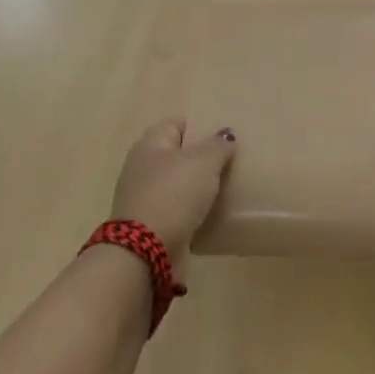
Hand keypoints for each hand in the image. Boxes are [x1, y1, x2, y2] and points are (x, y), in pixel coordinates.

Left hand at [110, 119, 236, 256]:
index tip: (225, 135)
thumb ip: (217, 145)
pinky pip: (177, 208)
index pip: (177, 124)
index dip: (200, 126)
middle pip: (177, 154)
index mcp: (150, 144)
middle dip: (201, 157)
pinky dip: (192, 210)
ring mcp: (144, 196)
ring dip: (197, 186)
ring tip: (227, 187)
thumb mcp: (203, 162)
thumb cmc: (174, 194)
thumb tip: (226, 134)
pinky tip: (212, 212)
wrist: (146, 250)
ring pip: (178, 183)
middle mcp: (143, 166)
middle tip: (231, 161)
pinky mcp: (150, 223)